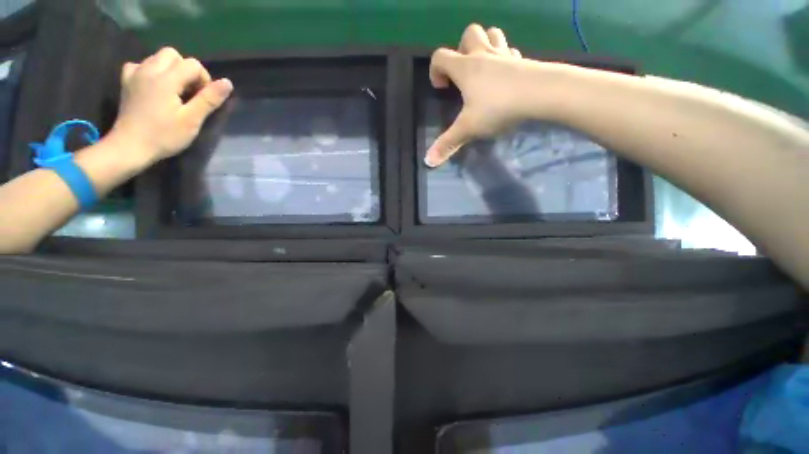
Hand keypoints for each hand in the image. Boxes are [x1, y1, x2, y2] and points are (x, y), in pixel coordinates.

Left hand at [109, 47, 233, 167]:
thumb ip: (209, 99)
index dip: (203, 79)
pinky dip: (151, 71)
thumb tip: (228, 83)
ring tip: (173, 91)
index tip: (202, 99)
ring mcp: (135, 74)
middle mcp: (149, 70)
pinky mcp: (126, 82)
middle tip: (189, 92)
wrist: (130, 147)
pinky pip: (140, 65)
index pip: (193, 64)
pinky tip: (154, 86)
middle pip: (173, 55)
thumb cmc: (164, 135)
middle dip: (186, 70)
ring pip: (157, 57)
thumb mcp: (192, 120)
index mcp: (166, 79)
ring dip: (170, 69)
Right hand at [425, 24, 530, 167]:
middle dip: (461, 48)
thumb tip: (428, 162)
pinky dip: (504, 58)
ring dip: (485, 45)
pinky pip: (510, 51)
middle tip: (463, 73)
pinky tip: (505, 76)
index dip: (435, 70)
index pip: (440, 56)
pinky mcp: (523, 61)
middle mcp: (484, 55)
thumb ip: (447, 144)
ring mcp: (505, 55)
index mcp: (465, 68)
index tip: (441, 88)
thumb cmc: (497, 108)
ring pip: (493, 34)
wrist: (541, 94)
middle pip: (469, 34)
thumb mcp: (468, 129)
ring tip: (483, 69)